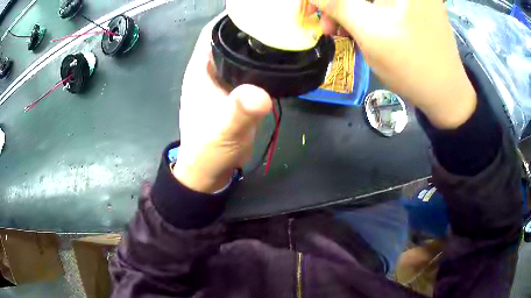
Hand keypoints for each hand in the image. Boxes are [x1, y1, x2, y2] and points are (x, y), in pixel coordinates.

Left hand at [174, 14, 271, 192]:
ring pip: (242, 51)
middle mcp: (212, 69)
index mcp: (200, 69)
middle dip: (251, 25)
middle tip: (280, 18)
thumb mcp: (222, 130)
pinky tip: (282, 59)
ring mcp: (226, 79)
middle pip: (230, 37)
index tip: (256, 9)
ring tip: (286, 33)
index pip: (213, 31)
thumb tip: (260, 95)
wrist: (212, 169)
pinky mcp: (238, 90)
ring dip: (259, 42)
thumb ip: (238, 111)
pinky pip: (252, 68)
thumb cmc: (209, 149)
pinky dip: (264, 61)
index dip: (231, 17)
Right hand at [310, 0, 476, 128]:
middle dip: (341, 6)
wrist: (446, 95)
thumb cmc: (412, 66)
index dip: (332, 0)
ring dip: (352, 11)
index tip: (317, 10)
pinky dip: (367, 14)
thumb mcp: (370, 32)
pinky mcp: (416, 9)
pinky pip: (384, 6)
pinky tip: (361, 30)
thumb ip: (338, 5)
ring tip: (342, 32)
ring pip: (373, 1)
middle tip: (329, 27)